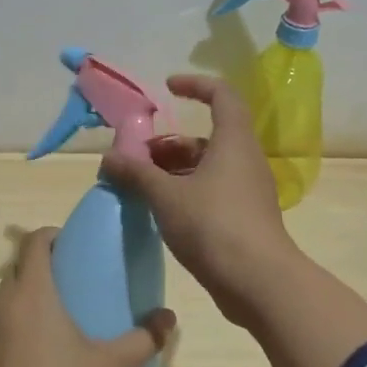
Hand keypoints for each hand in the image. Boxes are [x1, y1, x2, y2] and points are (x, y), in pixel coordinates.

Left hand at [0, 228, 175, 366]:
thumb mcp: (110, 366)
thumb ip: (142, 339)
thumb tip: (168, 319)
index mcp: (32, 292)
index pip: (34, 243)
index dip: (50, 237)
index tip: (65, 246)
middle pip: (17, 279)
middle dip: (37, 284)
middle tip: (61, 305)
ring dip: (15, 320)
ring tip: (37, 346)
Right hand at [101, 74, 307, 327]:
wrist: (258, 281)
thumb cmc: (213, 226)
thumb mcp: (166, 197)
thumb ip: (137, 173)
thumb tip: (109, 157)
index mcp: (233, 142)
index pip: (222, 95)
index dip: (195, 85)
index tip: (167, 89)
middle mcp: (245, 160)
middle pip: (208, 137)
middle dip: (170, 144)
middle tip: (138, 159)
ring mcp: (248, 192)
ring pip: (209, 168)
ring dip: (175, 171)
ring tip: (142, 187)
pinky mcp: (245, 219)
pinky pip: (213, 192)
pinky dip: (187, 192)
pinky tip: (162, 212)